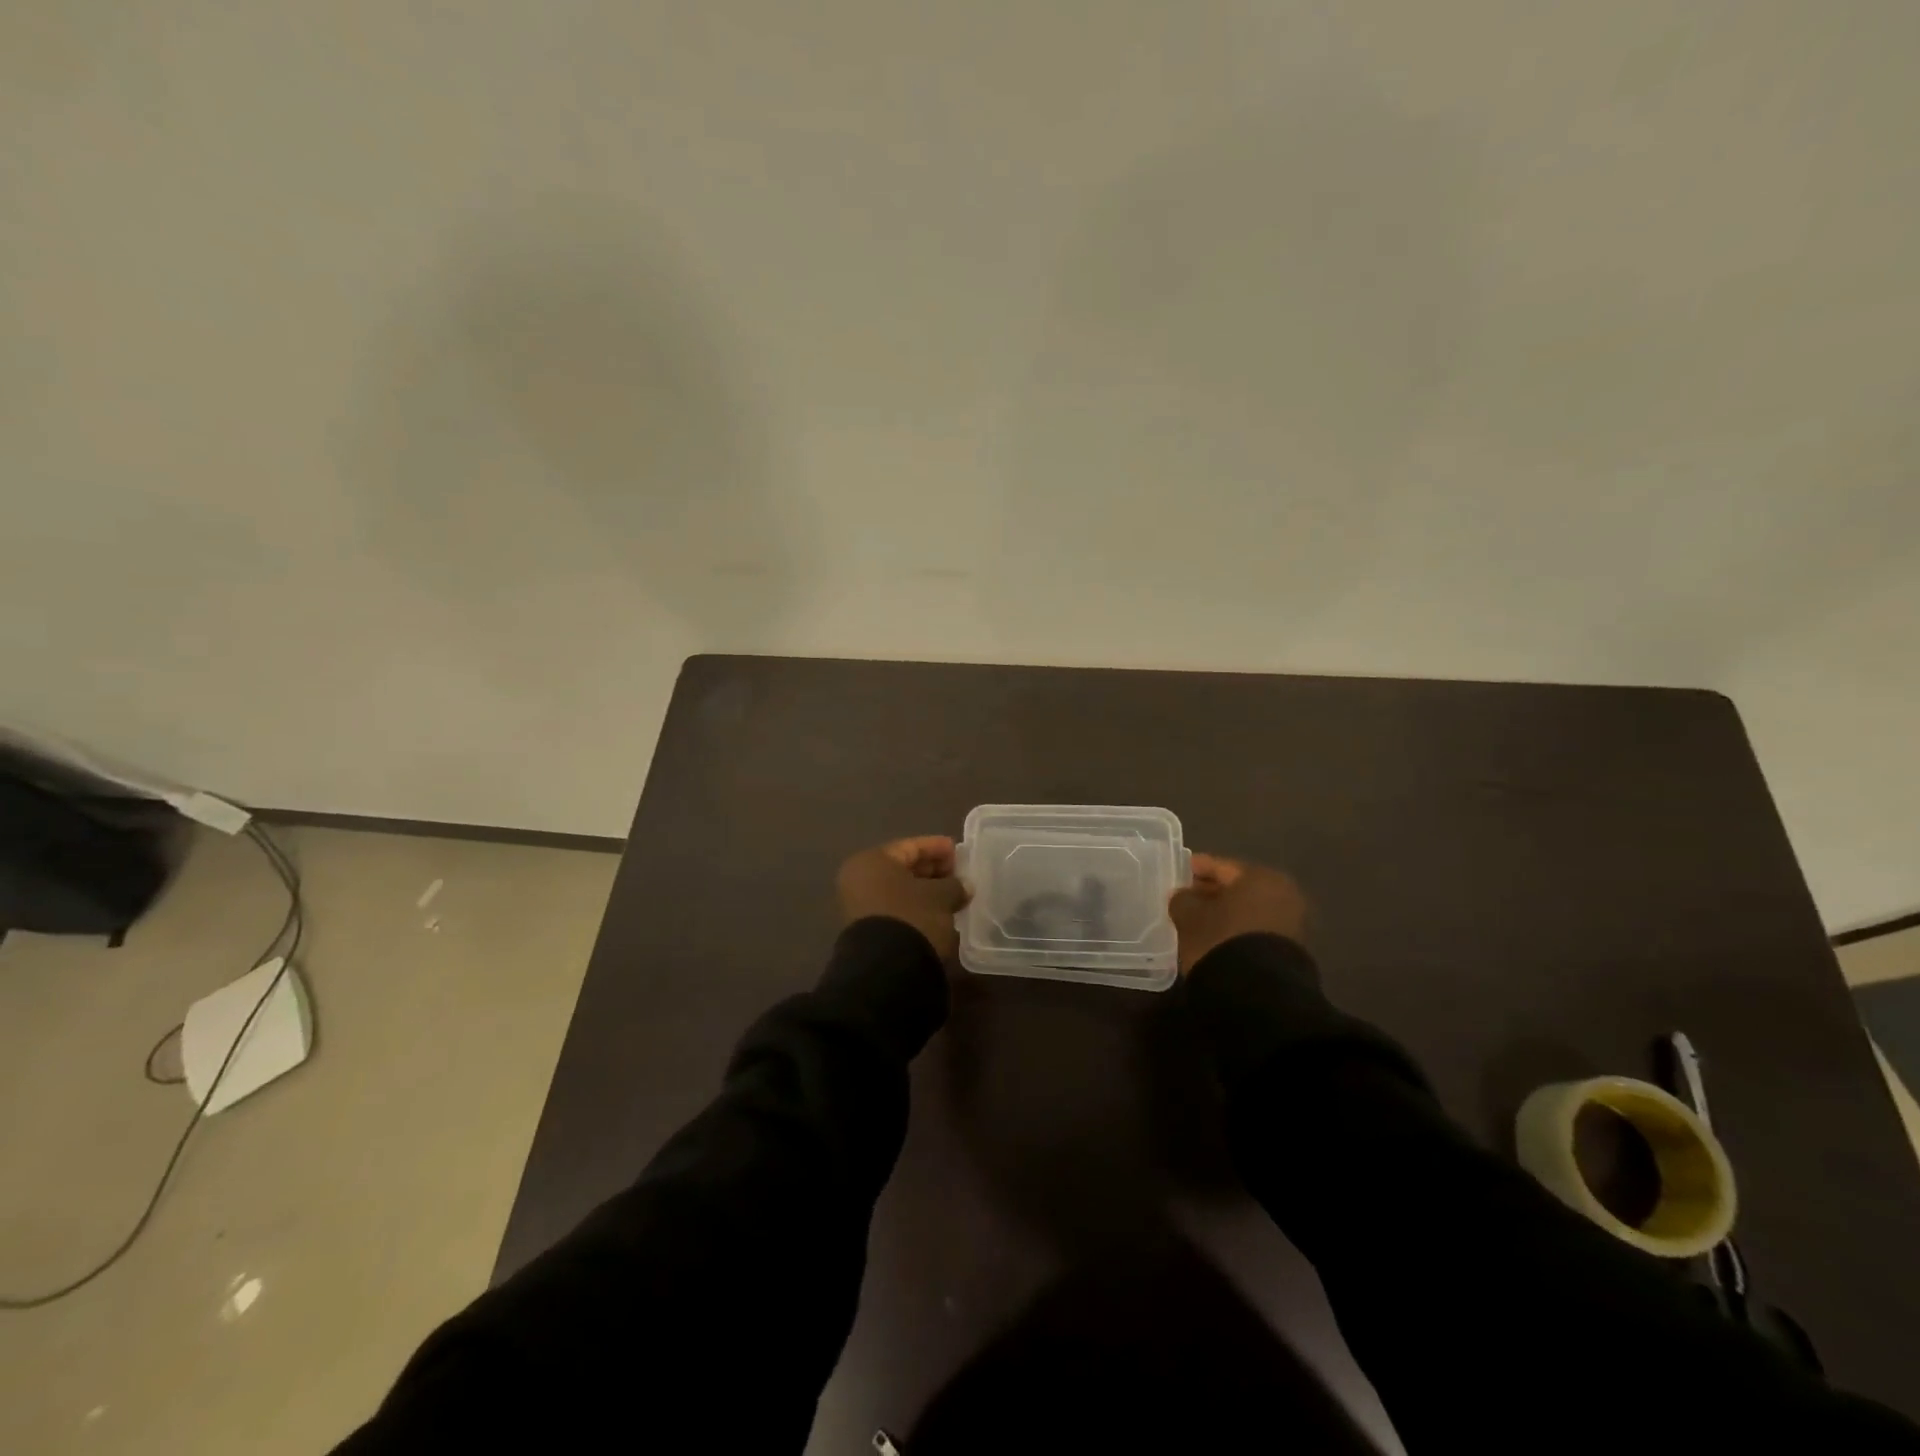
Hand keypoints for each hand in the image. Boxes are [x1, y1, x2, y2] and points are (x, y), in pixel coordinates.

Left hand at [837, 835, 971, 960]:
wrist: (886, 970)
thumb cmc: (913, 917)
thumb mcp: (941, 897)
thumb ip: (954, 885)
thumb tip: (964, 886)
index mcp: (872, 861)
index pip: (910, 847)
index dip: (937, 847)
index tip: (959, 852)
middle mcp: (859, 879)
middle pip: (902, 868)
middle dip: (932, 871)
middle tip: (958, 875)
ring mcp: (859, 907)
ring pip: (899, 891)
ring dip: (926, 891)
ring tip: (953, 895)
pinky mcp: (866, 931)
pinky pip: (896, 909)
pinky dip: (916, 908)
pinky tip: (938, 913)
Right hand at [1169, 854, 1309, 974]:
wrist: (1259, 993)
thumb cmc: (1221, 940)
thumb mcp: (1190, 916)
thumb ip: (1183, 899)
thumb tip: (1184, 897)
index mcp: (1260, 877)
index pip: (1221, 866)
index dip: (1196, 868)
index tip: (1178, 871)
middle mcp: (1283, 894)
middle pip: (1238, 888)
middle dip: (1212, 892)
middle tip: (1186, 898)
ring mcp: (1292, 923)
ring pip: (1248, 910)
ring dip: (1225, 913)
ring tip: (1198, 921)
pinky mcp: (1290, 951)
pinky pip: (1256, 930)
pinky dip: (1237, 930)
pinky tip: (1217, 939)